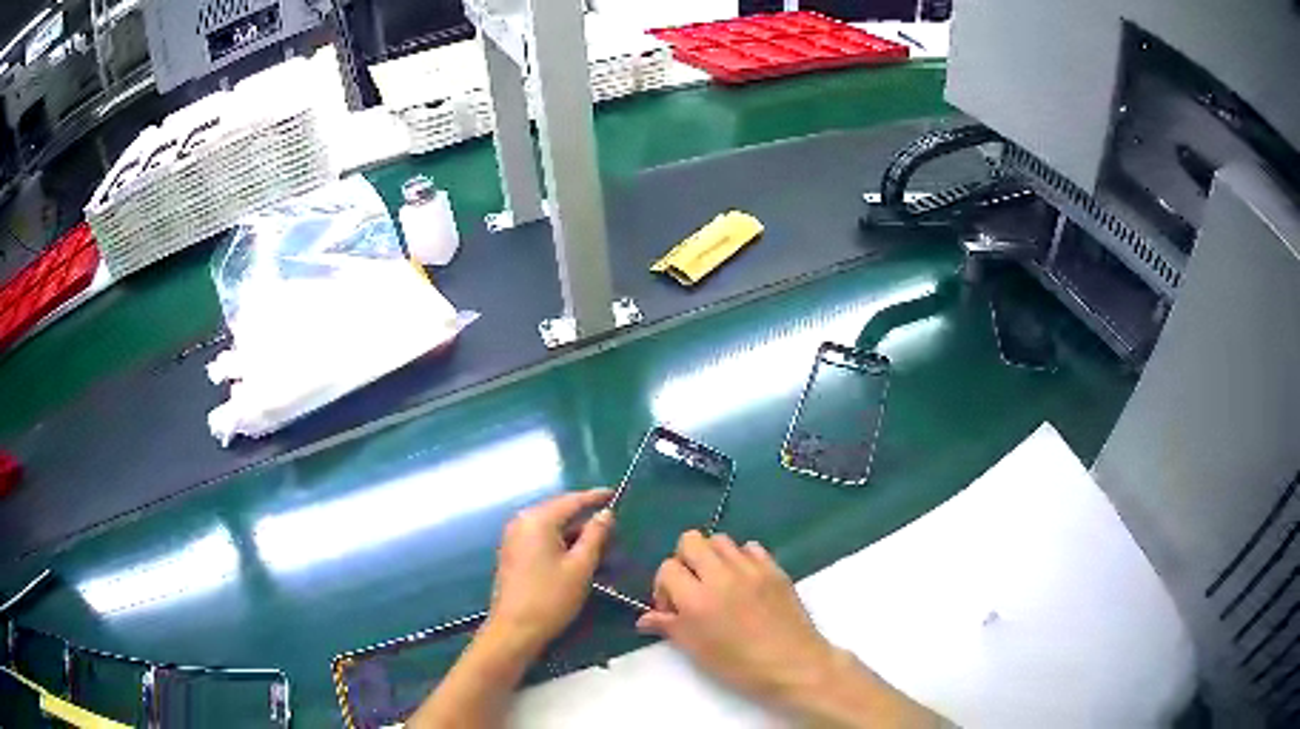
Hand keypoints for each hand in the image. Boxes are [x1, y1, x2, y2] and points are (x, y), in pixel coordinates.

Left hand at [483, 489, 613, 660]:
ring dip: (575, 535)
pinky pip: (541, 539)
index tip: (614, 493)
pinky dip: (561, 544)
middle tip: (612, 529)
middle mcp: (522, 522)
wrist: (514, 629)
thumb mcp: (581, 566)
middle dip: (586, 520)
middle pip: (560, 512)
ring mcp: (514, 538)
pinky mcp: (513, 554)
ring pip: (551, 528)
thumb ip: (595, 535)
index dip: (595, 497)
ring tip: (600, 548)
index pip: (571, 500)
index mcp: (538, 520)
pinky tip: (577, 559)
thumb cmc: (551, 597)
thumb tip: (605, 513)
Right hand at [635, 531, 834, 701]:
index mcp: (697, 599)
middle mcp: (721, 575)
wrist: (794, 665)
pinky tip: (744, 582)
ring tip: (718, 583)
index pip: (666, 568)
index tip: (673, 608)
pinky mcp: (774, 568)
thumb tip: (645, 618)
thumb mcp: (696, 651)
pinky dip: (741, 559)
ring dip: (712, 557)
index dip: (663, 587)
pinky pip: (750, 547)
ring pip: (720, 539)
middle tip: (691, 587)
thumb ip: (669, 627)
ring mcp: (751, 568)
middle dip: (684, 560)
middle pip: (690, 540)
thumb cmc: (739, 666)